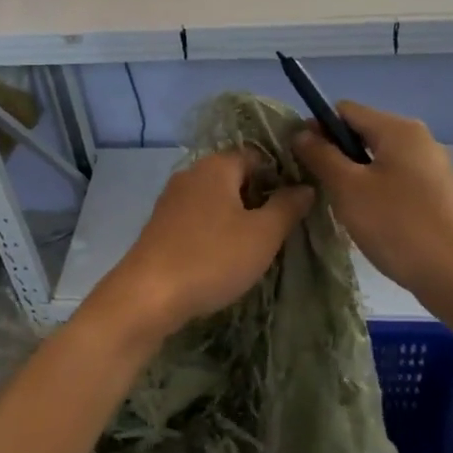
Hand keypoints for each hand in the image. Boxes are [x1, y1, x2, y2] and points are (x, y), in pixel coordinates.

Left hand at [93, 147, 313, 340]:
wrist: (147, 296)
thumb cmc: (212, 258)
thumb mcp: (262, 234)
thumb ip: (287, 207)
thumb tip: (305, 187)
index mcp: (217, 165)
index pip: (258, 156)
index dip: (282, 176)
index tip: (299, 204)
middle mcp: (191, 174)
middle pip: (236, 177)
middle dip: (260, 199)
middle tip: (283, 229)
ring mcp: (172, 200)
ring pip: (216, 200)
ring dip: (238, 218)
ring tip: (258, 246)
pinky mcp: (160, 226)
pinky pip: (198, 219)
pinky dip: (215, 232)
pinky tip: (224, 257)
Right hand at [292, 102, 452, 308]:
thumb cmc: (398, 226)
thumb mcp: (348, 189)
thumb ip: (321, 156)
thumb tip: (302, 133)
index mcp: (399, 129)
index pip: (345, 110)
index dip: (318, 128)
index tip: (301, 158)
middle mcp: (419, 140)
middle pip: (364, 133)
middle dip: (336, 155)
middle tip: (318, 187)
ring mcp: (433, 168)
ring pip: (379, 161)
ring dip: (355, 177)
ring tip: (342, 208)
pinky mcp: (438, 195)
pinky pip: (396, 181)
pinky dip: (376, 193)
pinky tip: (370, 221)